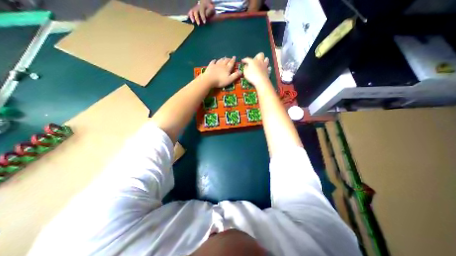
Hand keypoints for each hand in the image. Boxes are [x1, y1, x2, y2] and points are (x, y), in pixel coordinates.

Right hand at [187, 0, 215, 24]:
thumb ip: (209, 11)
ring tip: (193, 22)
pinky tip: (189, 20)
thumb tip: (206, 15)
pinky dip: (189, 16)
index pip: (202, 12)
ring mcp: (194, 9)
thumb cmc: (209, 8)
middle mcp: (197, 7)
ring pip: (191, 12)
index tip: (204, 22)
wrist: (206, 4)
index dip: (203, 17)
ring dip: (191, 17)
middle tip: (198, 24)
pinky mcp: (192, 11)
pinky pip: (190, 13)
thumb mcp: (211, 9)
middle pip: (196, 12)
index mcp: (202, 6)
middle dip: (197, 18)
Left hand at [203, 56, 241, 87]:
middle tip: (230, 58)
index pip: (231, 63)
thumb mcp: (230, 80)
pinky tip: (214, 60)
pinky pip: (213, 62)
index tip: (234, 57)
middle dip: (228, 59)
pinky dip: (214, 60)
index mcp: (227, 68)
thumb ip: (235, 75)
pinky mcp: (210, 66)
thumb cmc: (220, 81)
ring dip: (223, 59)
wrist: (209, 80)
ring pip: (220, 60)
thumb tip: (241, 71)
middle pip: (226, 61)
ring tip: (224, 57)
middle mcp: (222, 65)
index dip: (233, 60)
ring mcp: (216, 65)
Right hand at [240, 52, 267, 86]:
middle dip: (257, 56)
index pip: (248, 59)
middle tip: (254, 60)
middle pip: (260, 54)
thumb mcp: (245, 72)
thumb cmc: (252, 76)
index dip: (244, 59)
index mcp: (253, 61)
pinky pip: (269, 67)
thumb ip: (245, 68)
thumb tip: (246, 65)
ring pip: (266, 59)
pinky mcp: (268, 70)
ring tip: (261, 63)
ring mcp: (265, 66)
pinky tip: (266, 69)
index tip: (242, 61)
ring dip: (264, 60)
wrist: (261, 81)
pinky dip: (267, 68)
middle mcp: (259, 61)